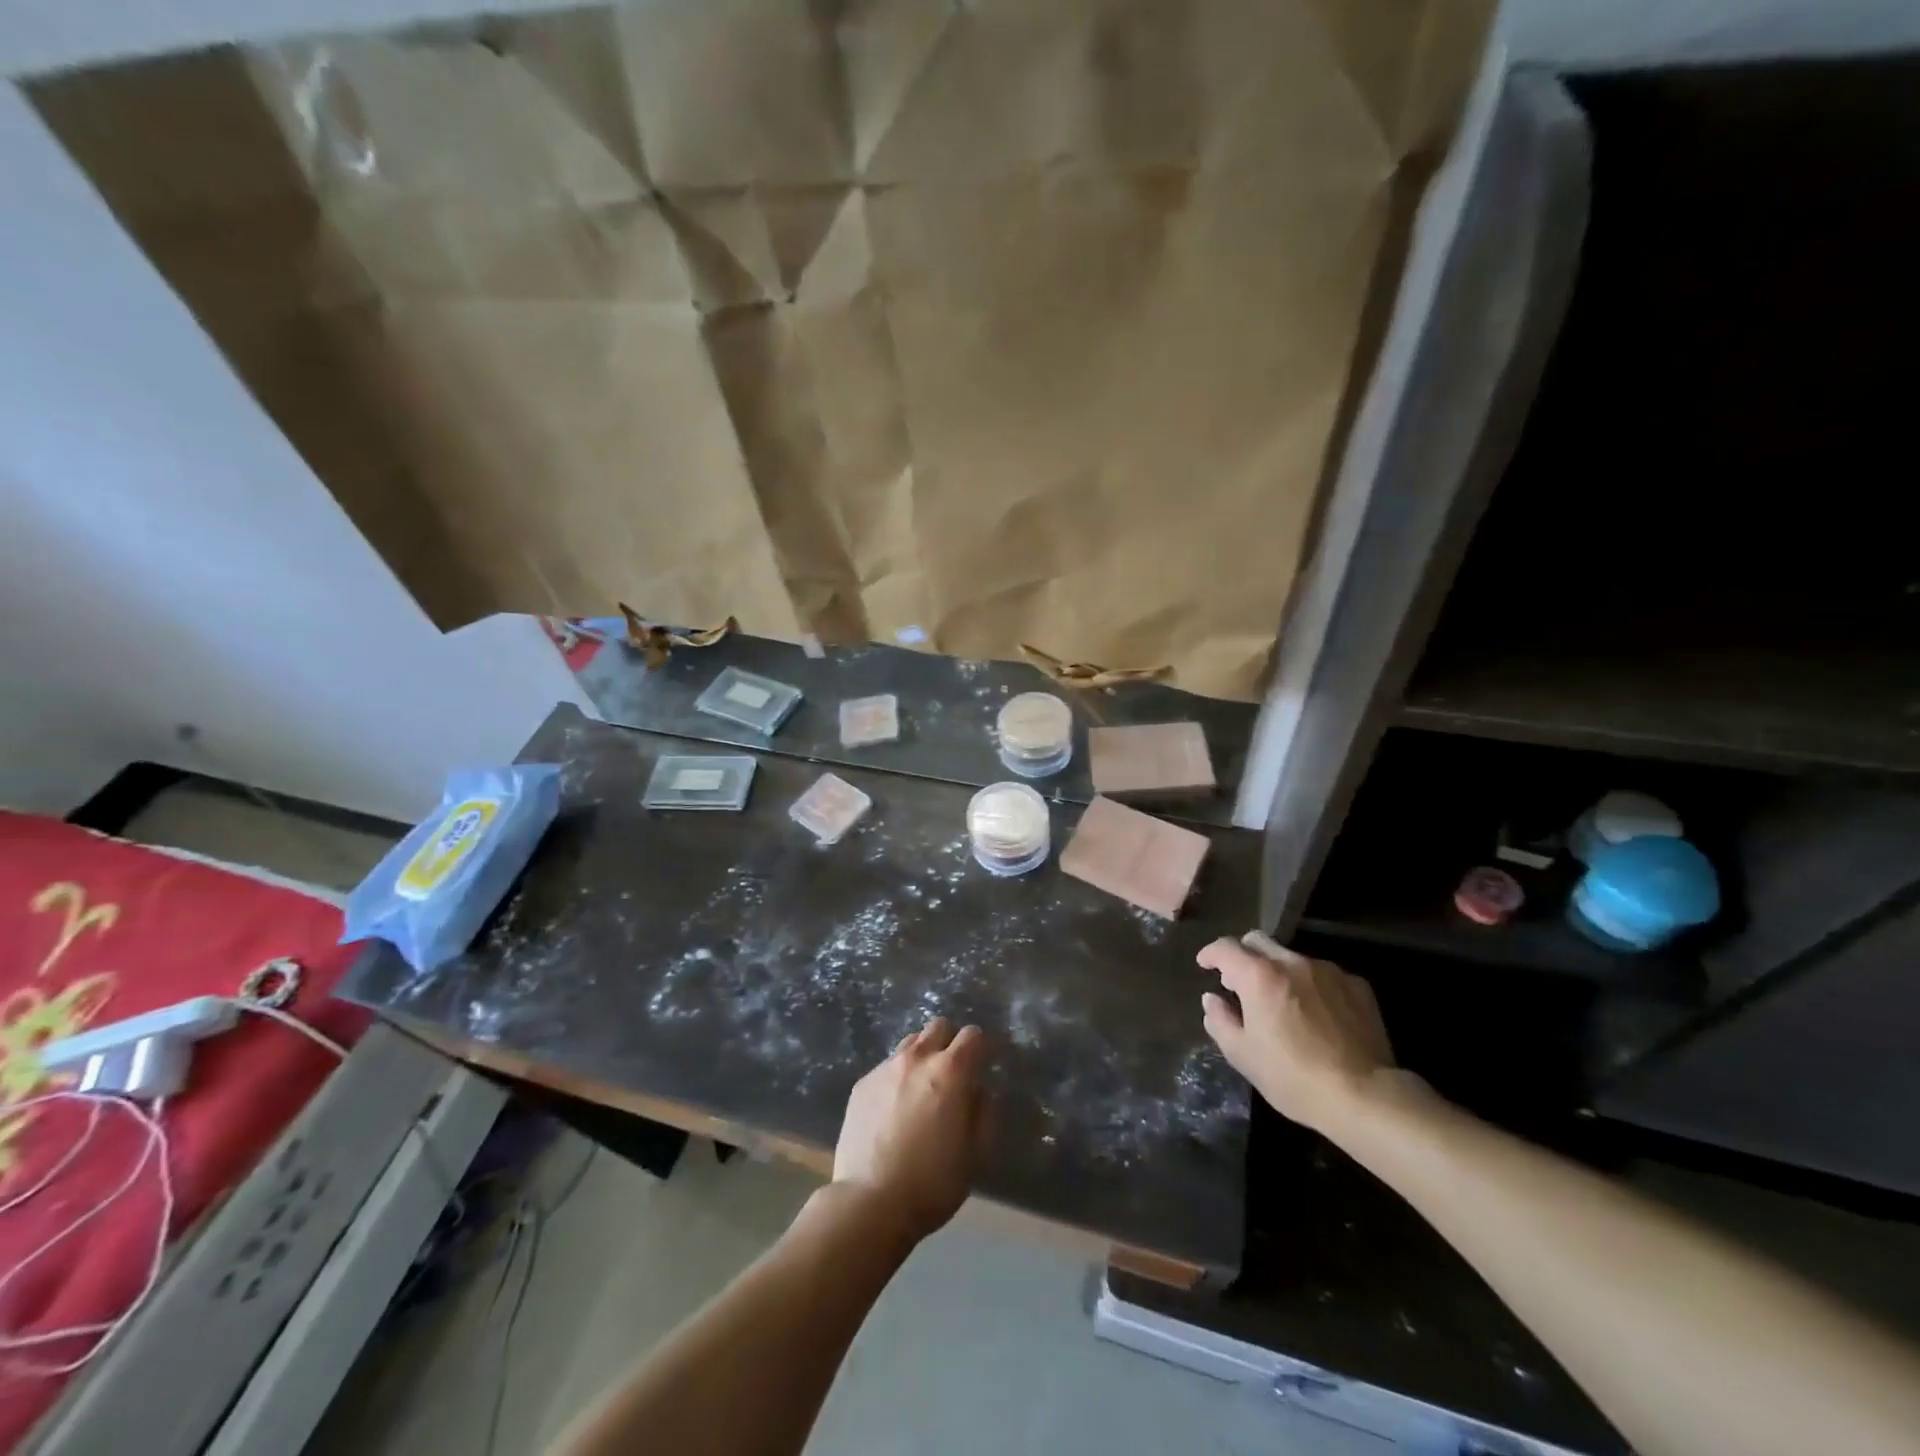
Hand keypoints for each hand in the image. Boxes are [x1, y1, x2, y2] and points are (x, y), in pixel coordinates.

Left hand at [832, 1018, 985, 1244]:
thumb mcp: (975, 1154)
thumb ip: (983, 1113)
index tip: (985, 1063)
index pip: (973, 1035)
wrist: (869, 1202)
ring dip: (923, 1056)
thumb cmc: (932, 1182)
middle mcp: (917, 1058)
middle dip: (951, 1042)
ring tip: (922, 1088)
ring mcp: (885, 1068)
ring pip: (911, 1043)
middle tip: (953, 1073)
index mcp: (951, 1071)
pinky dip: (897, 1077)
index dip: (983, 1047)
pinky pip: (887, 1067)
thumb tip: (979, 1090)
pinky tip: (894, 1108)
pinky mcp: (862, 1084)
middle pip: (939, 1026)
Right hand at [1198, 938, 1395, 1132]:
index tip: (1205, 965)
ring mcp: (1327, 971)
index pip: (1225, 948)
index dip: (1210, 954)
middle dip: (1243, 955)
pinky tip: (1316, 1013)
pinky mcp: (1356, 986)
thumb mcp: (1242, 1055)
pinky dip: (1310, 985)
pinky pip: (1323, 975)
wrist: (1364, 1096)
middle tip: (1240, 982)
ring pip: (1292, 958)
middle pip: (1258, 941)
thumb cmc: (1293, 1077)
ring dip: (1278, 972)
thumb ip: (1219, 1020)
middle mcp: (1292, 962)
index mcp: (1259, 975)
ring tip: (1281, 1002)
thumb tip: (1212, 999)